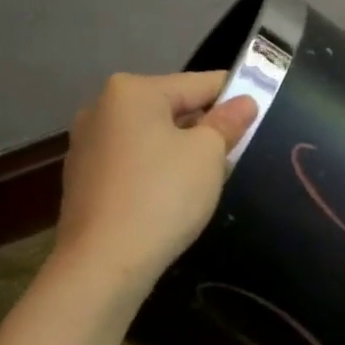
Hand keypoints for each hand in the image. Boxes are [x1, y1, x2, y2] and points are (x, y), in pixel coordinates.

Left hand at [55, 71, 257, 291]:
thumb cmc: (163, 196)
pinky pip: (131, 161)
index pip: (199, 83)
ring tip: (207, 177)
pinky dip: (155, 170)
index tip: (262, 107)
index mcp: (132, 91)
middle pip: (170, 108)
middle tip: (237, 149)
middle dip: (204, 126)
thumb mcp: (208, 155)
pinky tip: (171, 196)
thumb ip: (227, 123)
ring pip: (150, 136)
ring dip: (179, 149)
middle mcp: (101, 107)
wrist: (104, 261)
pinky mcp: (82, 178)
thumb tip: (244, 103)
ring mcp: (86, 143)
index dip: (234, 94)